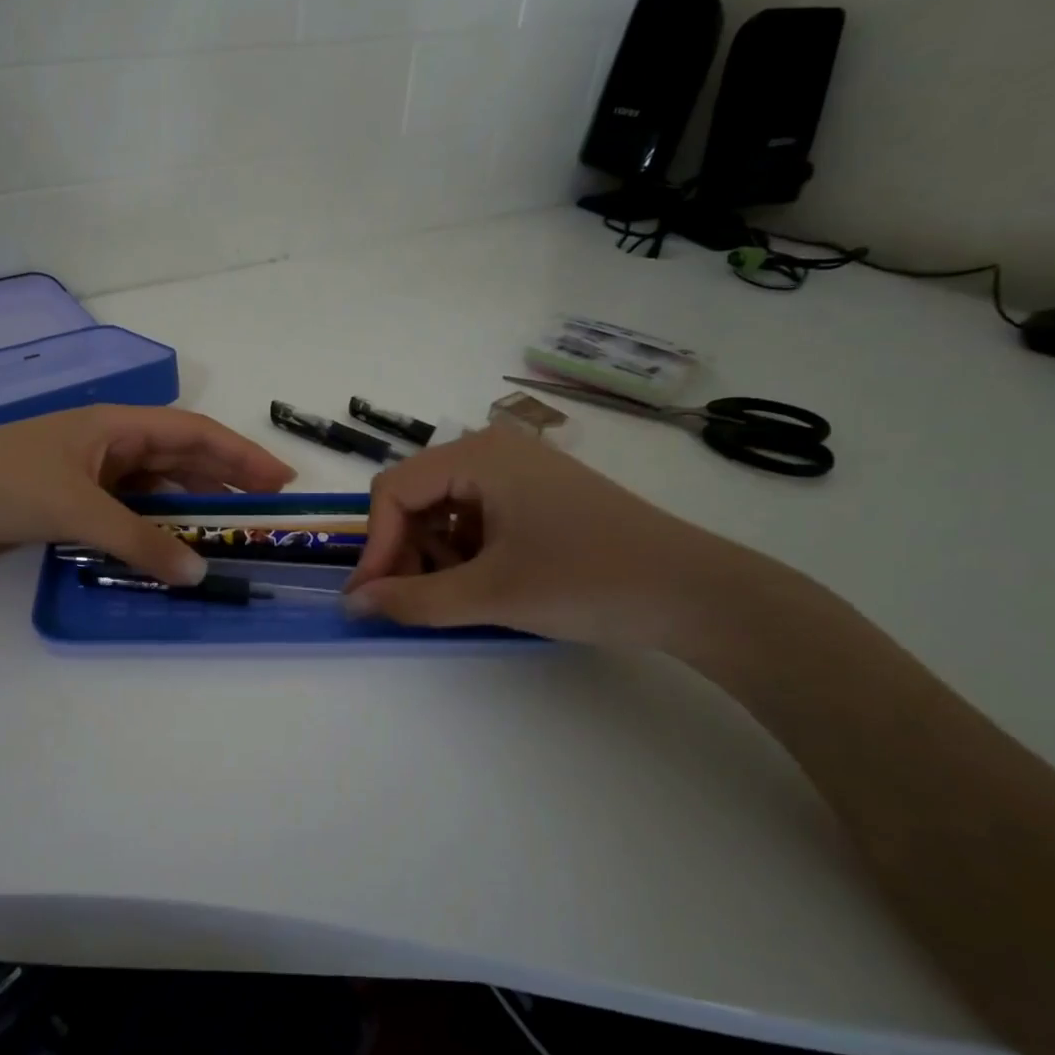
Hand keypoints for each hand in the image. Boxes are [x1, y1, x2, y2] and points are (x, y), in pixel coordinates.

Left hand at [0, 405, 295, 583]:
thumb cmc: (2, 483)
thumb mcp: (78, 509)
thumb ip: (139, 540)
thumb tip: (198, 573)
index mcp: (114, 425)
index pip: (193, 432)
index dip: (240, 453)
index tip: (280, 478)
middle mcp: (107, 443)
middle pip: (179, 456)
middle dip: (223, 480)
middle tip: (263, 510)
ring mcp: (88, 473)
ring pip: (154, 486)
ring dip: (189, 506)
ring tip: (227, 531)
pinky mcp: (69, 501)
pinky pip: (127, 511)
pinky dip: (152, 527)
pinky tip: (170, 547)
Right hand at [342, 427, 762, 648]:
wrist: (699, 594)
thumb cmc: (589, 581)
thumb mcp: (492, 595)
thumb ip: (414, 599)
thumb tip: (354, 604)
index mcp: (477, 455)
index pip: (393, 491)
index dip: (375, 546)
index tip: (371, 599)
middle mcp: (492, 449)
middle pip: (416, 496)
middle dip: (405, 550)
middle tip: (411, 601)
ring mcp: (518, 469)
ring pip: (444, 507)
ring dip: (434, 553)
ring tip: (455, 596)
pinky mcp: (537, 493)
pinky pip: (476, 514)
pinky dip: (465, 549)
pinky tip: (485, 583)